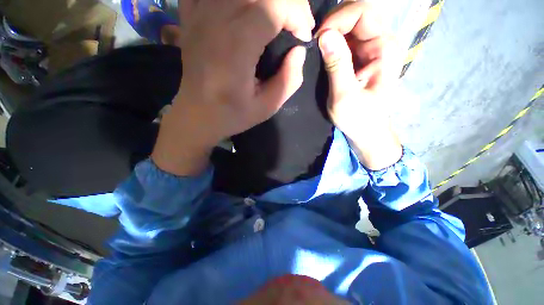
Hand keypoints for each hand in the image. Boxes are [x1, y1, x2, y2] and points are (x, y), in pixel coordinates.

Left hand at [152, 0, 313, 175]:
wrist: (197, 115)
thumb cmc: (232, 115)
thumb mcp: (267, 107)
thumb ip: (289, 80)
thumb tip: (299, 51)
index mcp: (235, 47)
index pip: (272, 7)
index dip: (296, 14)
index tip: (303, 37)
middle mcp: (215, 21)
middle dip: (288, 2)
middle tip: (296, 23)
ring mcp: (198, 15)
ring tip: (277, 16)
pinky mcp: (191, 17)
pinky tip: (242, 11)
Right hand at [317, 1, 402, 169]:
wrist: (366, 132)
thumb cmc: (358, 119)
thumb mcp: (344, 96)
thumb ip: (337, 65)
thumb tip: (324, 35)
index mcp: (384, 48)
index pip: (363, 13)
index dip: (338, 19)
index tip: (317, 39)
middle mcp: (380, 42)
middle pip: (357, 15)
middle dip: (333, 23)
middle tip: (314, 42)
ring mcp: (370, 49)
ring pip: (349, 26)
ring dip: (330, 33)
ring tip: (315, 49)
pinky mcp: (360, 58)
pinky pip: (345, 40)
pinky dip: (331, 43)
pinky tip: (321, 54)